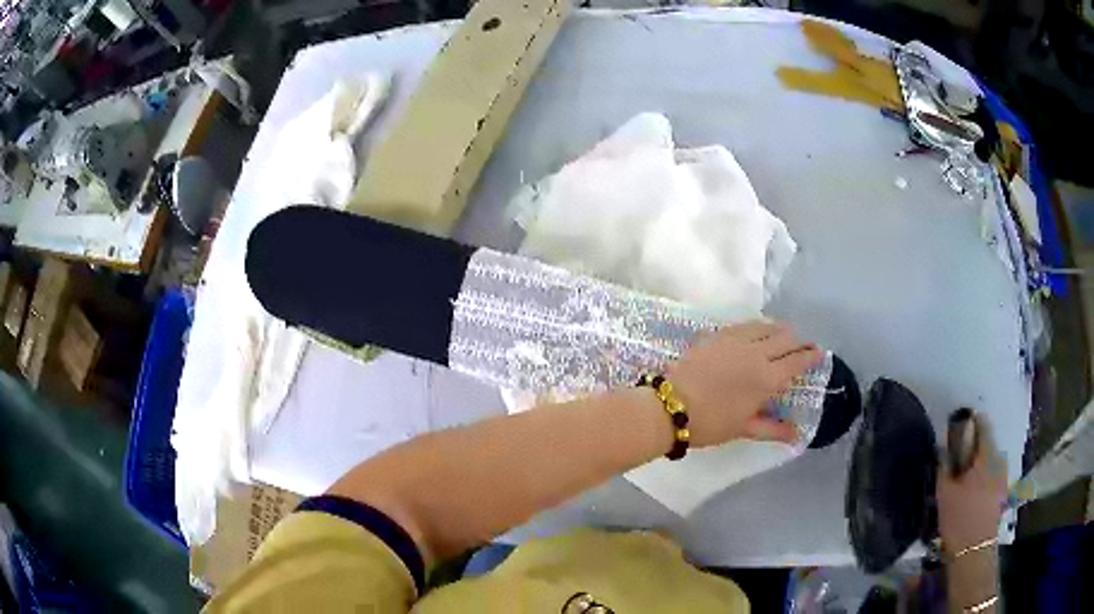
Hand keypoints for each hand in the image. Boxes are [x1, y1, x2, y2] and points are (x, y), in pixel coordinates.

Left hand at [666, 321, 822, 446]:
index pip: (797, 360)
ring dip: (780, 330)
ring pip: (766, 327)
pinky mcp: (718, 335)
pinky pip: (745, 325)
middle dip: (799, 341)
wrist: (670, 406)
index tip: (819, 353)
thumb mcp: (744, 428)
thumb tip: (797, 435)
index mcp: (768, 378)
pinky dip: (758, 327)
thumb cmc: (710, 423)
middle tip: (805, 345)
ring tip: (784, 336)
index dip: (811, 355)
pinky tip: (757, 331)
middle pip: (786, 338)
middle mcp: (757, 353)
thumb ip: (773, 428)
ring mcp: (736, 340)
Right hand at [937, 413, 1007, 552]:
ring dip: (980, 463)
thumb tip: (943, 450)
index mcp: (986, 455)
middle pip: (988, 443)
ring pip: (991, 460)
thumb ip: (944, 467)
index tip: (960, 425)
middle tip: (959, 458)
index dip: (971, 421)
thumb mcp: (944, 494)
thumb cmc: (959, 518)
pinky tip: (973, 493)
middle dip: (974, 447)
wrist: (974, 550)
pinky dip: (984, 477)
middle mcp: (999, 460)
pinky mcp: (1002, 493)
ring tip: (965, 478)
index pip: (983, 424)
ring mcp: (1003, 477)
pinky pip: (993, 475)